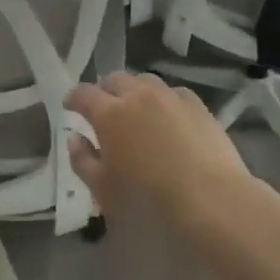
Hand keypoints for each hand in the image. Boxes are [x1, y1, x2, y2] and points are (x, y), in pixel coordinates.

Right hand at [66, 72, 250, 229]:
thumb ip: (82, 160)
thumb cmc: (149, 199)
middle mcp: (137, 96)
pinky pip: (174, 93)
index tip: (69, 105)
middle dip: (104, 89)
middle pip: (115, 79)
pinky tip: (168, 115)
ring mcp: (170, 97)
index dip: (73, 97)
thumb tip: (74, 137)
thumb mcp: (103, 189)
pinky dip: (164, 99)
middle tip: (102, 106)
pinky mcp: (197, 106)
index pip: (84, 94)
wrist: (210, 200)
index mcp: (109, 113)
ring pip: (145, 80)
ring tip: (136, 107)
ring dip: (134, 89)